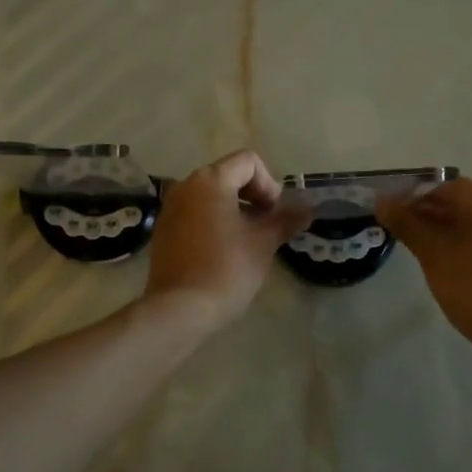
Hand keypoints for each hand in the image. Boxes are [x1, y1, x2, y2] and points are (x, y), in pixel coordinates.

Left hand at [144, 151, 312, 331]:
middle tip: (266, 226)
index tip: (274, 214)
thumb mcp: (263, 243)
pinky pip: (194, 213)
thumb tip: (308, 208)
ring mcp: (170, 207)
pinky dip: (213, 221)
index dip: (269, 184)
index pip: (248, 162)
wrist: (180, 309)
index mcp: (210, 180)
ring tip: (247, 240)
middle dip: (253, 196)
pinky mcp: (163, 229)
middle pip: (228, 175)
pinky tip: (222, 251)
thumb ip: (286, 219)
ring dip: (234, 209)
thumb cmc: (227, 269)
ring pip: (211, 195)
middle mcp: (186, 185)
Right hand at [378, 177, 471, 358]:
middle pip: (462, 203)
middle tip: (408, 237)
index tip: (396, 219)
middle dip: (432, 216)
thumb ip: (406, 223)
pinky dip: (471, 245)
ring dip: (451, 231)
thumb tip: (381, 201)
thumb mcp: (433, 254)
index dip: (415, 199)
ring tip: (428, 254)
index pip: (443, 187)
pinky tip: (457, 268)